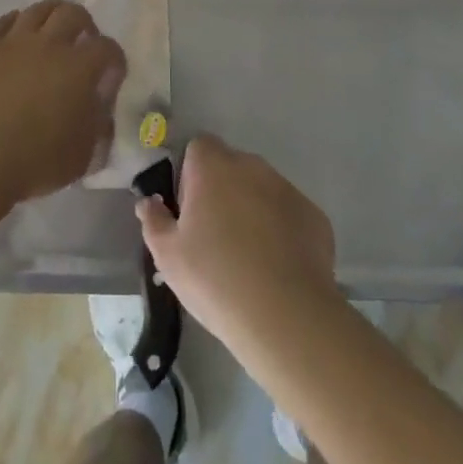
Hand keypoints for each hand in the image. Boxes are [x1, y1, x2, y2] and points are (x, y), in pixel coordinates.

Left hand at [0, 0, 126, 204]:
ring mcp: (11, 40)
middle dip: (84, 25)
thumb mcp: (82, 156)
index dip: (114, 59)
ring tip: (49, 34)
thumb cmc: (32, 163)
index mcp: (79, 68)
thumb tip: (100, 105)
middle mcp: (49, 44)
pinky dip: (15, 25)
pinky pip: (2, 22)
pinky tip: (14, 38)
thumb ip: (98, 125)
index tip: (111, 73)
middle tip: (81, 42)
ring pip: (38, 9)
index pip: (108, 49)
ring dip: (50, 17)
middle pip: (73, 13)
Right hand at [137, 135, 336, 351]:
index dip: (189, 175)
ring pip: (260, 189)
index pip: (197, 147)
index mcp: (213, 166)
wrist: (286, 316)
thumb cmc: (215, 279)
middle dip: (221, 191)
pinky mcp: (314, 215)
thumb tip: (149, 202)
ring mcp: (287, 188)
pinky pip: (288, 213)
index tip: (188, 211)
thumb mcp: (168, 256)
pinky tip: (277, 267)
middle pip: (230, 167)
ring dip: (251, 208)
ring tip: (247, 257)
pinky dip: (281, 229)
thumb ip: (154, 221)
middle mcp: (251, 166)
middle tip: (213, 237)